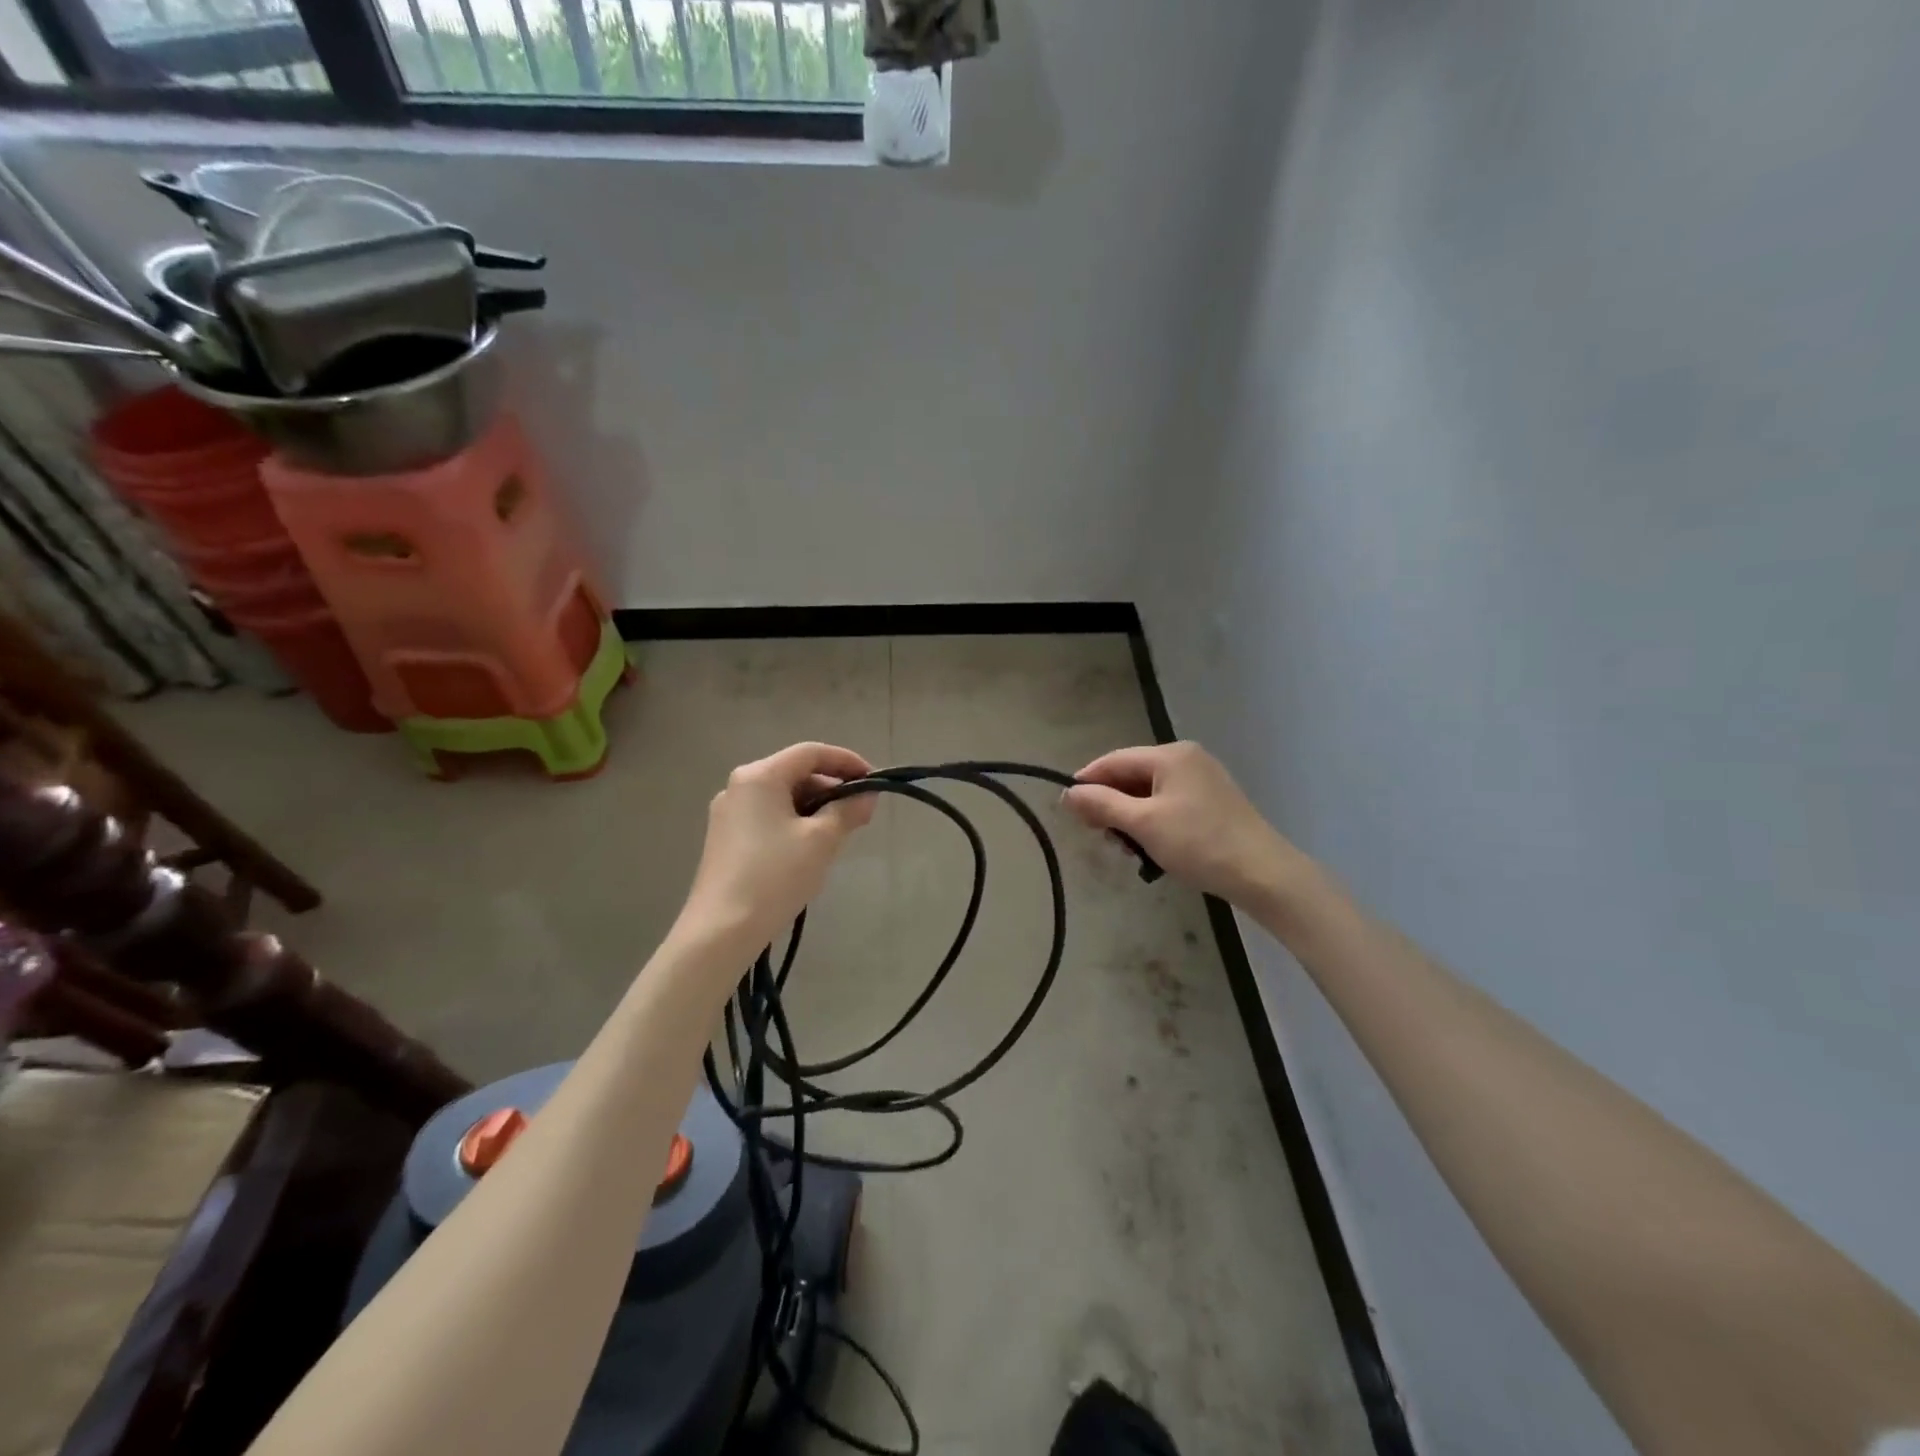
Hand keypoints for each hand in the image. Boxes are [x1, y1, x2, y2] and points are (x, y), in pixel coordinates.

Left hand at [679, 742, 877, 951]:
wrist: (722, 930)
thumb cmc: (775, 876)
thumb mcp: (821, 840)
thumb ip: (848, 810)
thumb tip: (867, 795)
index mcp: (760, 776)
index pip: (811, 752)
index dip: (847, 761)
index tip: (874, 780)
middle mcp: (739, 786)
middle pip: (795, 772)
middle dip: (832, 788)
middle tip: (861, 813)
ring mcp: (728, 813)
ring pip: (782, 797)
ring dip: (815, 807)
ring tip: (840, 834)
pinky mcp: (725, 838)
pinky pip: (768, 816)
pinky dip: (794, 822)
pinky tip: (810, 849)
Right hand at [1063, 742, 1300, 906]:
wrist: (1263, 874)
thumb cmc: (1199, 843)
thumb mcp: (1143, 824)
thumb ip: (1102, 804)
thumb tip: (1068, 793)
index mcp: (1170, 755)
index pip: (1114, 761)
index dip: (1087, 782)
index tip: (1068, 810)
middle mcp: (1187, 759)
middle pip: (1131, 776)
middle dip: (1111, 805)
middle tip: (1101, 837)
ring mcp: (1203, 780)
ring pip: (1149, 793)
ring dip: (1131, 819)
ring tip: (1128, 850)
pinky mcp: (1212, 803)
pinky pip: (1168, 805)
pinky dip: (1153, 823)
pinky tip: (1151, 849)